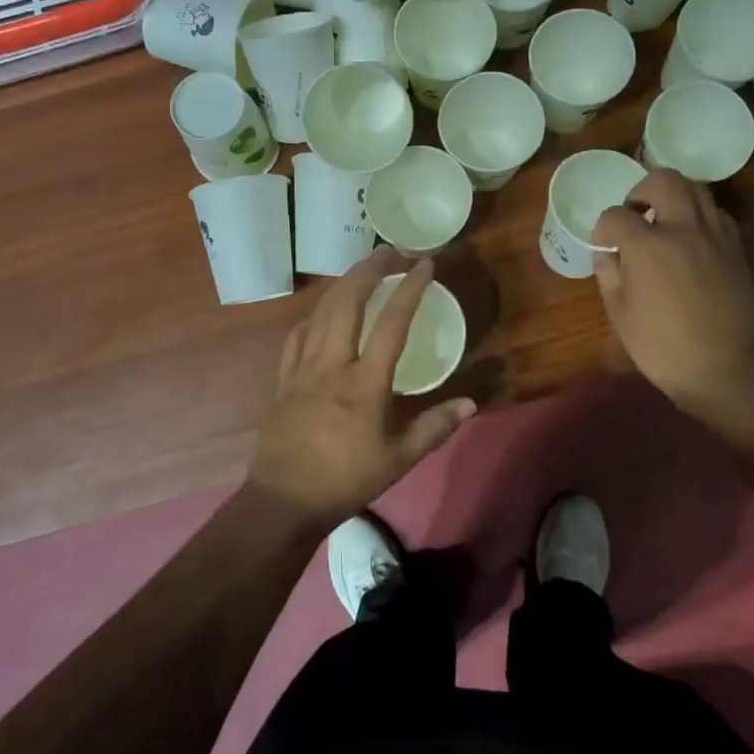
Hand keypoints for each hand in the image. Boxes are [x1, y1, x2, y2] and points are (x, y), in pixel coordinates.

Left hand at [248, 249, 475, 528]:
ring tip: (360, 271)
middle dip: (369, 270)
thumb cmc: (344, 481)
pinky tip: (321, 313)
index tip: (424, 264)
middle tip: (389, 252)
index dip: (410, 289)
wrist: (283, 501)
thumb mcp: (398, 461)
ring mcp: (302, 369)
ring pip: (320, 312)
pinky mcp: (283, 379)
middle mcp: (331, 365)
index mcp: (364, 383)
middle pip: (348, 302)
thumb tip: (470, 403)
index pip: (392, 324)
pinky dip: (314, 315)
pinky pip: (297, 335)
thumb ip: (434, 428)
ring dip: (342, 285)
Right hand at [590, 169, 753, 419]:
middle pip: (663, 180)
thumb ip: (609, 273)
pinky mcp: (735, 247)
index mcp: (647, 245)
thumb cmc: (660, 346)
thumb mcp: (619, 313)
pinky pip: (715, 213)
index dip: (604, 228)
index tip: (604, 245)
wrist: (722, 368)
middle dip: (641, 190)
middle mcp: (683, 228)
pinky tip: (689, 240)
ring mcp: (714, 235)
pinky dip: (698, 215)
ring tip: (663, 222)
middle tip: (635, 213)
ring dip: (673, 197)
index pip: (616, 215)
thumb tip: (607, 253)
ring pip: (695, 189)